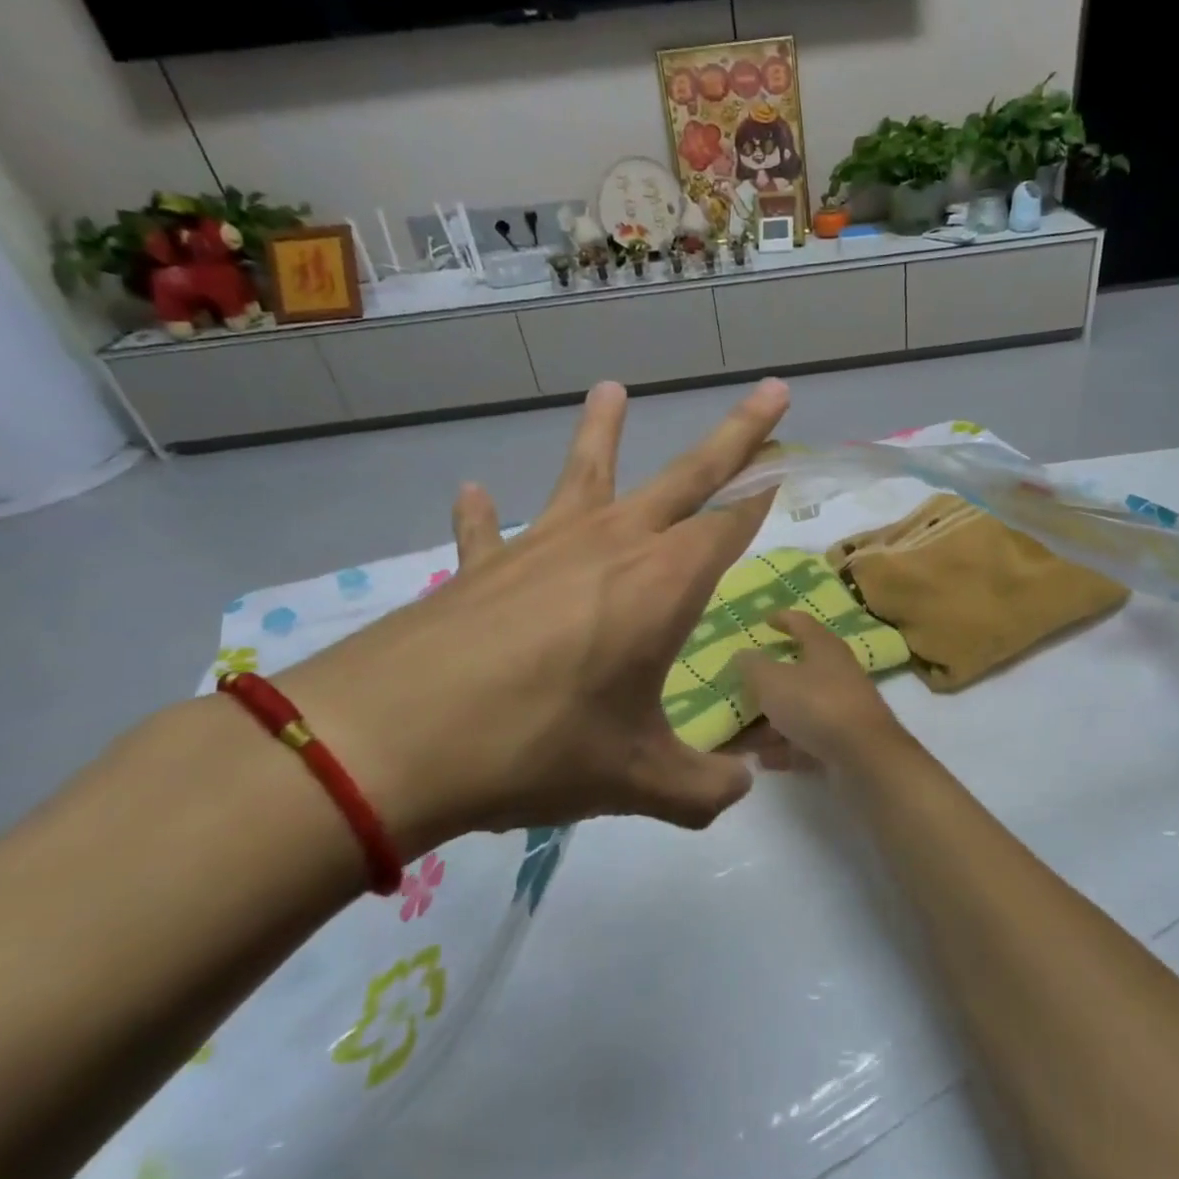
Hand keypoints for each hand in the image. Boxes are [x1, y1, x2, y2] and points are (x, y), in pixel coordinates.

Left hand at [274, 379, 789, 852]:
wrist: (390, 742)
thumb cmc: (537, 749)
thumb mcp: (636, 781)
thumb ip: (702, 790)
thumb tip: (741, 790)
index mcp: (662, 584)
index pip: (731, 525)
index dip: (764, 500)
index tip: (788, 472)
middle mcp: (611, 546)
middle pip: (688, 476)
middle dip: (738, 434)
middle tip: (773, 391)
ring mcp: (541, 548)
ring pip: (586, 473)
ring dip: (603, 431)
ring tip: (611, 389)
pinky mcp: (480, 568)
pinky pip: (488, 531)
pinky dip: (483, 514)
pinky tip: (474, 493)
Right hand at [732, 612, 908, 771]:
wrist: (864, 758)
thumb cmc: (816, 705)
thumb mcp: (772, 680)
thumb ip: (752, 666)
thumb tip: (742, 654)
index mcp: (824, 648)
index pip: (802, 623)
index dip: (783, 619)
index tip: (765, 620)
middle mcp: (836, 674)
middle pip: (798, 671)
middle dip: (767, 681)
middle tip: (740, 686)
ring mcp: (841, 710)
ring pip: (799, 710)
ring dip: (770, 722)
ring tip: (739, 734)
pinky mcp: (842, 743)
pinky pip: (805, 741)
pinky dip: (784, 748)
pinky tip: (760, 759)